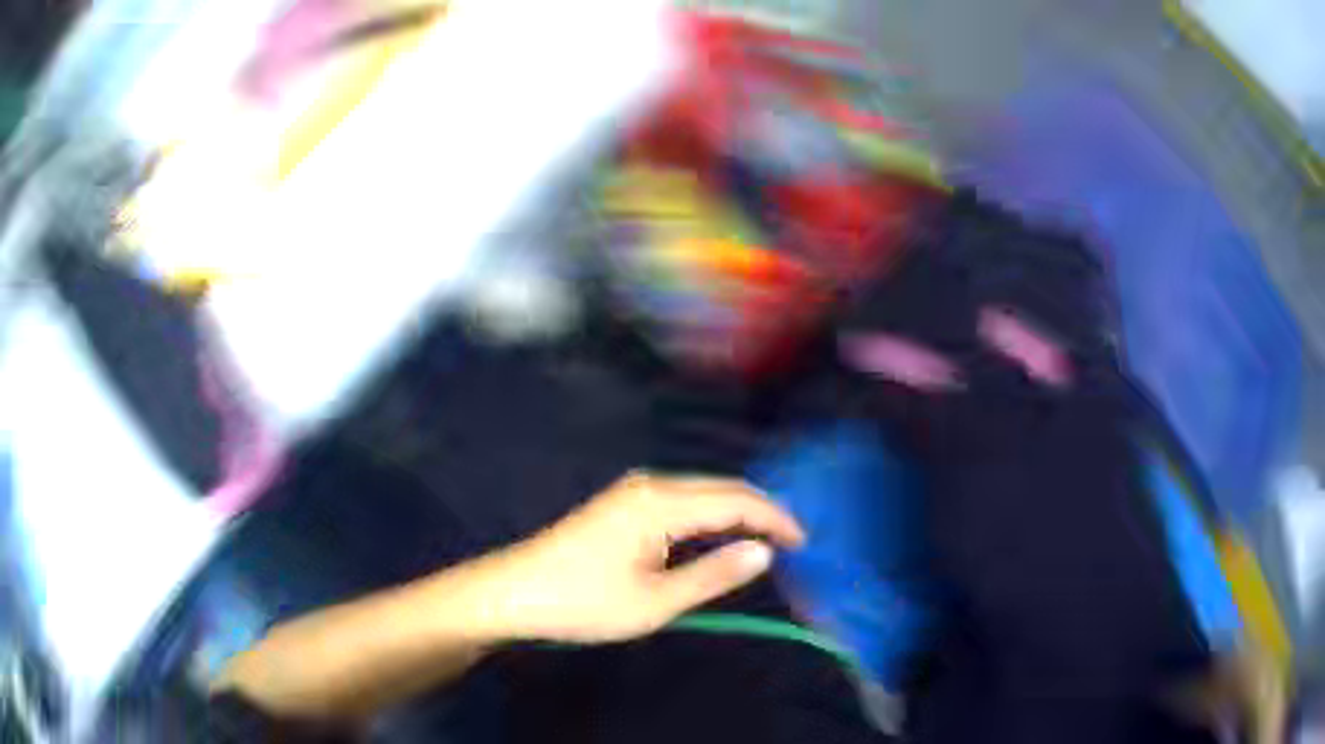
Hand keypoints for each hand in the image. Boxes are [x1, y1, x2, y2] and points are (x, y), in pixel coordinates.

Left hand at [482, 472, 805, 643]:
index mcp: (661, 503)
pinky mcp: (622, 505)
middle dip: (760, 510)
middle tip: (791, 541)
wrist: (514, 592)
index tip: (803, 541)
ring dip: (735, 512)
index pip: (735, 500)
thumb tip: (763, 552)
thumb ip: (713, 575)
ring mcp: (632, 492)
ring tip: (764, 540)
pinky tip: (717, 536)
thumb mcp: (655, 601)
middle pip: (720, 488)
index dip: (774, 518)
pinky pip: (681, 501)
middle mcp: (650, 485)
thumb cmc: (583, 602)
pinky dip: (710, 516)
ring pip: (701, 492)